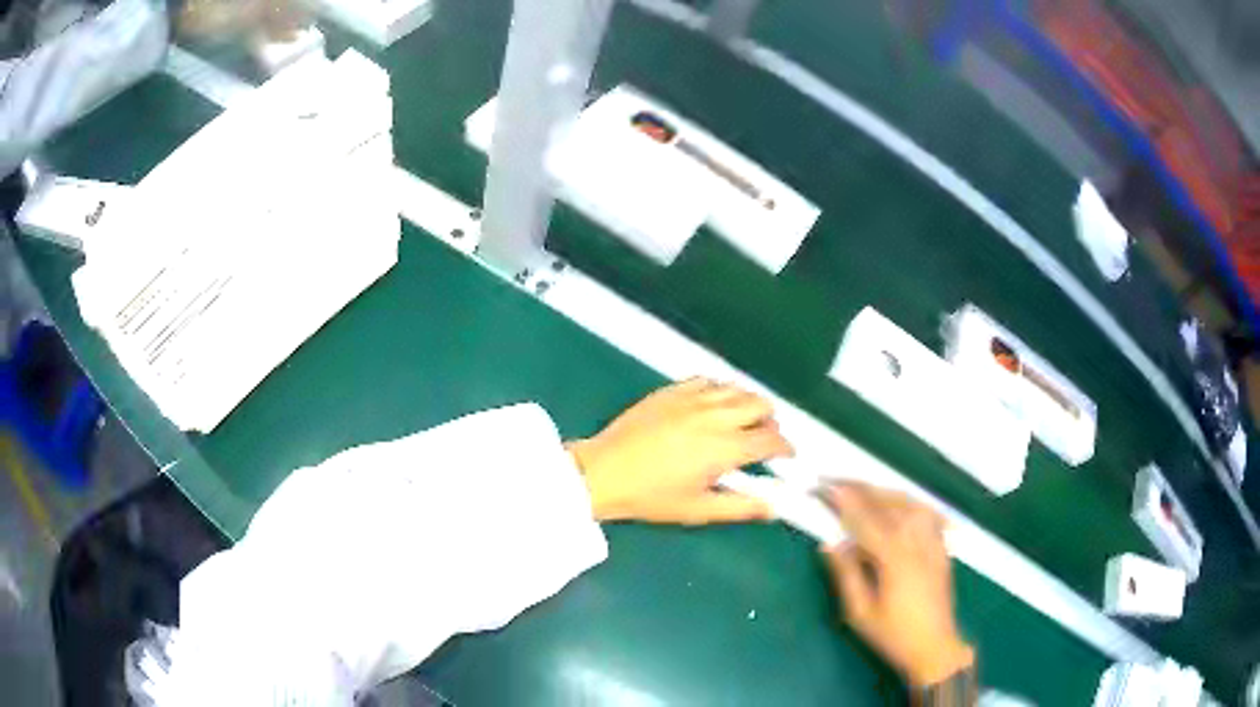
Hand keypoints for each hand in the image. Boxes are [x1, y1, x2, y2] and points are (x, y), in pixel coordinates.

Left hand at [569, 378, 794, 523]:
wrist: (603, 472)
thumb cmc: (651, 497)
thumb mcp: (698, 510)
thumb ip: (740, 507)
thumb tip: (773, 508)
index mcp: (724, 448)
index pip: (770, 439)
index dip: (785, 447)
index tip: (786, 455)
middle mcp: (715, 416)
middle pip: (760, 405)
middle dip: (770, 421)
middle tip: (762, 439)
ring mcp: (692, 398)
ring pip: (737, 389)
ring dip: (748, 404)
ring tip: (741, 421)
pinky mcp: (672, 390)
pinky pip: (708, 381)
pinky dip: (720, 391)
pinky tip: (713, 406)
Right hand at [821, 483, 974, 687]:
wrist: (934, 646)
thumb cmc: (892, 634)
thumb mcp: (860, 612)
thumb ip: (845, 575)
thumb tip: (829, 543)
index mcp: (894, 557)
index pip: (865, 519)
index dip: (843, 500)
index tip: (823, 487)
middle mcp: (916, 540)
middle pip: (887, 502)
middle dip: (860, 489)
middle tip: (835, 482)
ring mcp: (933, 540)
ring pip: (909, 502)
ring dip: (883, 492)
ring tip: (861, 490)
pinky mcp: (942, 545)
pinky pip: (926, 512)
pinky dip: (908, 502)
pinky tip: (898, 504)